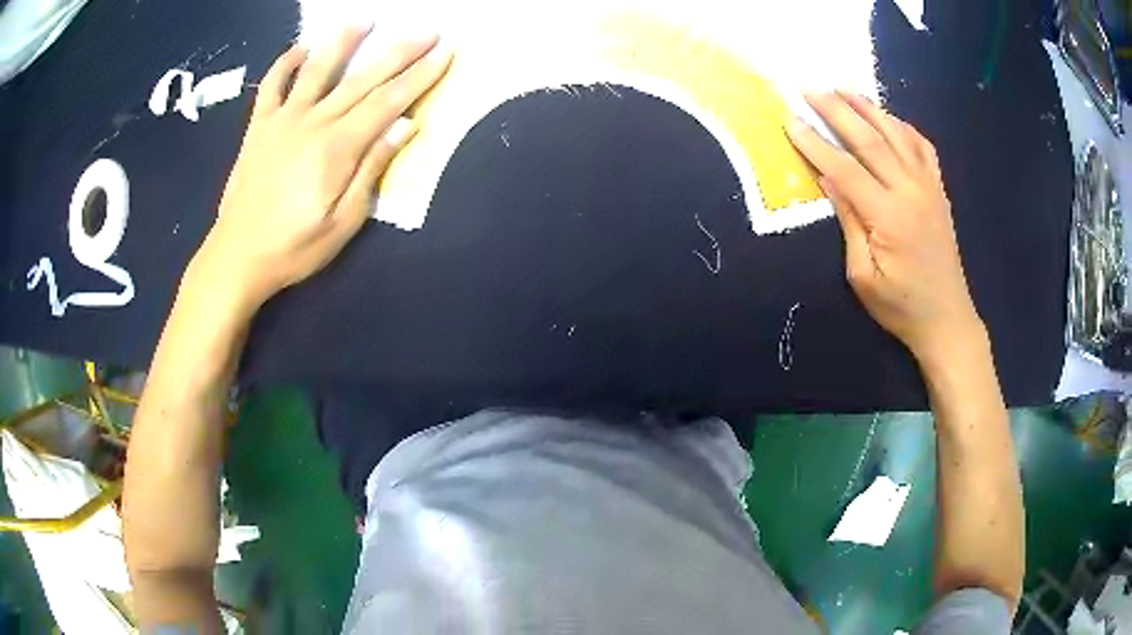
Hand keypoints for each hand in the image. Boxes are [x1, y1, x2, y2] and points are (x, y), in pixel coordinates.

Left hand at [196, 27, 451, 307]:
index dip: (420, 75)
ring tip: (364, 20)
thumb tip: (405, 126)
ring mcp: (282, 120)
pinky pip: (270, 86)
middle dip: (398, 52)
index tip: (445, 51)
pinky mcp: (258, 127)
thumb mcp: (344, 222)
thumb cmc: (294, 248)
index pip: (388, 102)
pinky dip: (284, 64)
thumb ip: (372, 169)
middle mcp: (312, 122)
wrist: (237, 257)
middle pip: (362, 79)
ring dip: (342, 42)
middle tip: (426, 31)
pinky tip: (299, 48)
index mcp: (337, 147)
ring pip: (316, 69)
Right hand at [785, 91, 984, 367]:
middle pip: (870, 139)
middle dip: (837, 111)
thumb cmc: (900, 306)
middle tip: (810, 89)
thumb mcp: (863, 276)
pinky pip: (922, 147)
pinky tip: (888, 118)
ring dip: (868, 108)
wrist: (947, 319)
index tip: (790, 120)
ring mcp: (929, 187)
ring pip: (896, 135)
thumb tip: (828, 180)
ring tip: (843, 88)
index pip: (845, 168)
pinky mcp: (939, 190)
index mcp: (889, 216)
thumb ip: (848, 223)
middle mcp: (911, 191)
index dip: (815, 143)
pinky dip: (904, 126)